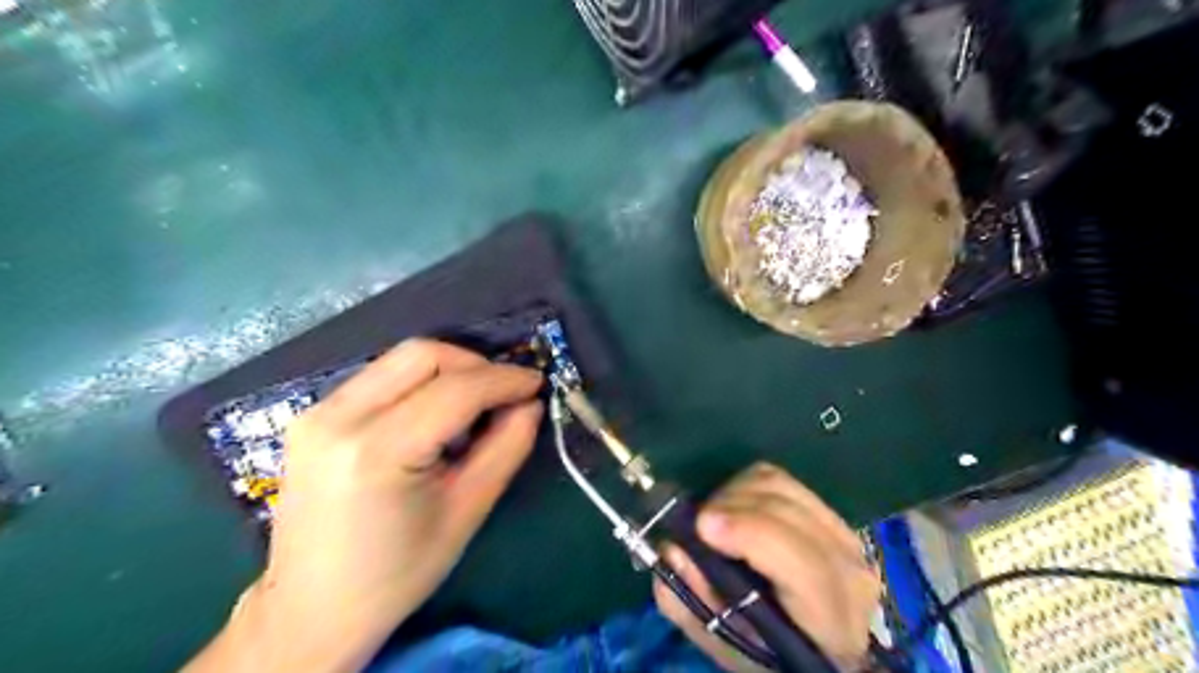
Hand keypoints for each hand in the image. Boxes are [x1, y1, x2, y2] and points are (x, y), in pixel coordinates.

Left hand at [185, 342, 541, 672]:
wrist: (311, 611)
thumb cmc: (397, 572)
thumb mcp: (467, 512)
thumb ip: (507, 447)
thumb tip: (531, 403)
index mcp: (377, 451)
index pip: (455, 389)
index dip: (504, 379)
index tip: (537, 382)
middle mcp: (338, 418)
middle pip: (423, 354)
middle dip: (475, 365)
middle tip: (504, 394)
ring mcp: (317, 413)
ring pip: (400, 360)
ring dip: (448, 372)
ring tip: (472, 410)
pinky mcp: (312, 417)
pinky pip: (380, 377)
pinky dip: (419, 384)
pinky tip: (433, 418)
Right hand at [656, 463, 876, 671]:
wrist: (813, 642)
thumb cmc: (766, 651)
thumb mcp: (723, 640)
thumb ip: (692, 601)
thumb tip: (672, 549)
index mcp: (833, 623)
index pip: (804, 566)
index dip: (752, 535)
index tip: (703, 525)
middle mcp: (850, 571)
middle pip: (788, 513)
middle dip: (731, 508)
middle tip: (696, 524)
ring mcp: (845, 535)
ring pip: (781, 487)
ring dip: (735, 494)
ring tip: (712, 518)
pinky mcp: (829, 513)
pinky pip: (780, 479)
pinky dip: (746, 484)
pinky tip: (732, 508)